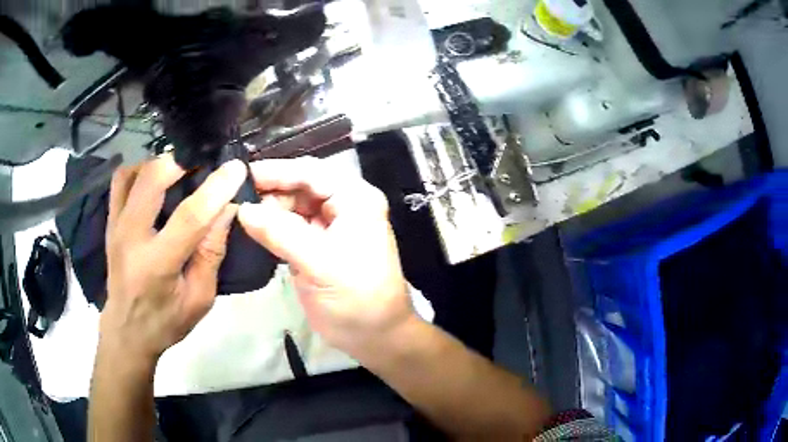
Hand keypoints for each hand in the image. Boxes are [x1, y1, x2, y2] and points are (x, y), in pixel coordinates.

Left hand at [101, 154, 246, 362]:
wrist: (127, 331)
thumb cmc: (166, 321)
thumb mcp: (200, 298)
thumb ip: (212, 253)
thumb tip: (227, 208)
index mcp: (157, 265)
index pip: (189, 217)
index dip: (215, 189)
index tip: (237, 168)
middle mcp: (130, 238)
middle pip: (153, 178)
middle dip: (184, 161)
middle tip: (205, 164)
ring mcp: (115, 225)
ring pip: (135, 172)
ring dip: (161, 164)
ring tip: (181, 171)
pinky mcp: (110, 221)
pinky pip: (121, 180)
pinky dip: (140, 169)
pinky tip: (155, 178)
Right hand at [237, 157, 415, 357]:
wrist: (375, 336)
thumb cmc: (357, 299)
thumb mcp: (320, 264)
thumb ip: (280, 233)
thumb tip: (243, 209)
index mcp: (355, 199)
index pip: (311, 172)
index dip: (276, 171)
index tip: (241, 175)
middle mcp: (344, 204)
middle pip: (300, 185)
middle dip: (269, 191)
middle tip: (234, 198)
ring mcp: (329, 225)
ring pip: (292, 205)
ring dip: (268, 209)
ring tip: (238, 213)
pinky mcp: (316, 244)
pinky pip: (290, 226)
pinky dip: (271, 226)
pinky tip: (251, 228)